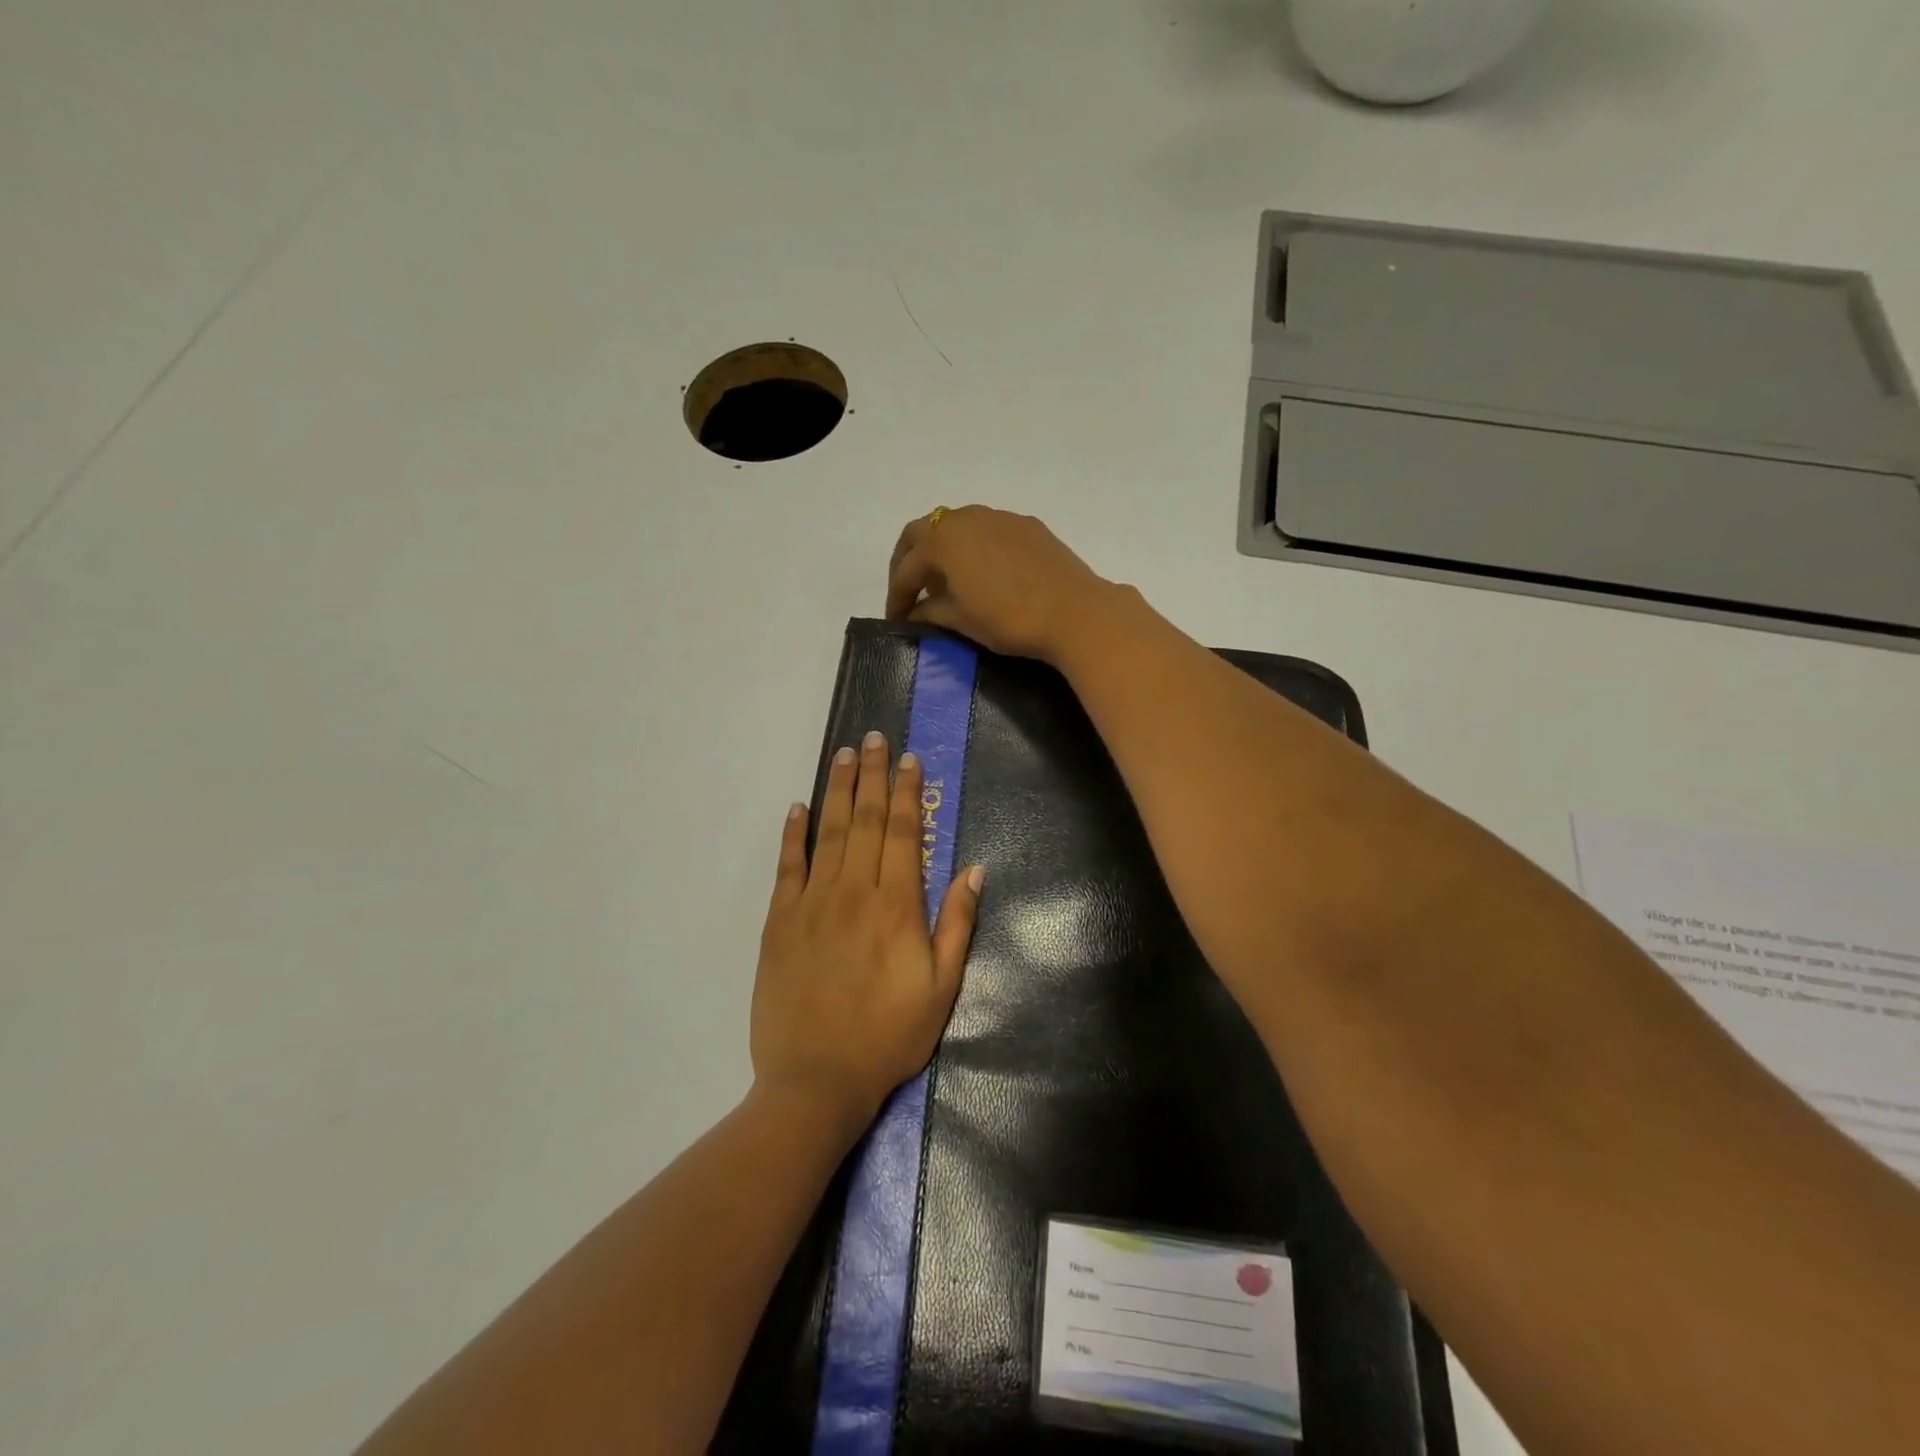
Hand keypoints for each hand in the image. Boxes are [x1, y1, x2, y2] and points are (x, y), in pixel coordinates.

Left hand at [751, 730, 982, 1125]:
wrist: (817, 1080)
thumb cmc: (889, 1036)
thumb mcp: (942, 988)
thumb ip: (957, 924)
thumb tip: (974, 869)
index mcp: (896, 905)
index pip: (903, 832)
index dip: (906, 792)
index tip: (908, 759)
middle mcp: (853, 891)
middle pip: (864, 819)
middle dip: (871, 775)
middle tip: (873, 738)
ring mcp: (812, 903)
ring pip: (828, 832)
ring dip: (837, 789)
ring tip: (843, 755)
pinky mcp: (780, 921)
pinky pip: (788, 866)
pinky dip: (793, 833)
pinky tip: (797, 807)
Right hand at [885, 506, 1112, 661]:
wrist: (1074, 612)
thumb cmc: (1009, 619)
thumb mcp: (962, 620)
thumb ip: (931, 612)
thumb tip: (915, 613)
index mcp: (943, 541)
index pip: (907, 568)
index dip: (897, 596)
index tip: (896, 620)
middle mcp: (966, 518)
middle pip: (922, 532)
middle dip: (909, 561)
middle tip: (908, 590)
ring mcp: (999, 517)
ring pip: (956, 526)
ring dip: (941, 549)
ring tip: (944, 580)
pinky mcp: (1026, 525)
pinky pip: (986, 530)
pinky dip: (972, 547)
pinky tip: (981, 572)